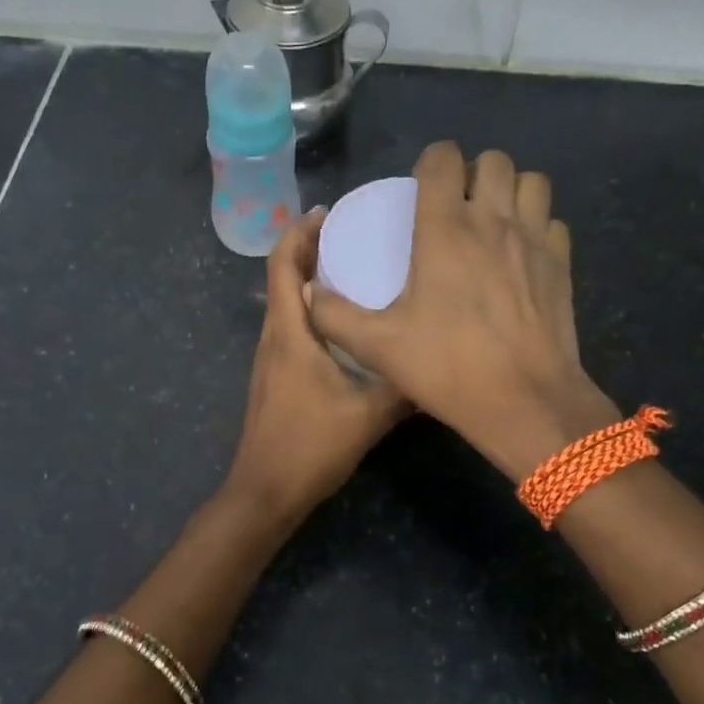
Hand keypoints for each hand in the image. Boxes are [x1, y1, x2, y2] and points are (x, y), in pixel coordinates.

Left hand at [225, 209, 409, 518]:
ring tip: (350, 268)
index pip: (283, 266)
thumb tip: (438, 361)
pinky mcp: (274, 377)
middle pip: (281, 278)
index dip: (299, 233)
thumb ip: (403, 387)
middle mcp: (273, 338)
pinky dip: (310, 309)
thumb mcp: (368, 416)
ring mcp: (269, 359)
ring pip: (285, 304)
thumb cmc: (310, 447)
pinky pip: (290, 327)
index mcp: (289, 334)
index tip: (326, 212)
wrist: (265, 491)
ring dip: (308, 279)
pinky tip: (343, 323)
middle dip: (307, 249)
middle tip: (348, 233)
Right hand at [308, 142, 619, 480]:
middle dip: (472, 172)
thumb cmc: (447, 367)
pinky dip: (537, 227)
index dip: (430, 162)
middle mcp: (494, 221)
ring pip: (531, 182)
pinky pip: (552, 222)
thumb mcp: (377, 345)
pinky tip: (521, 256)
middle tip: (456, 205)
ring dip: (510, 190)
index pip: (443, 158)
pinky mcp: (562, 264)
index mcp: (446, 229)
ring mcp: (535, 240)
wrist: (524, 400)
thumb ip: (334, 316)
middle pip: (493, 160)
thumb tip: (309, 292)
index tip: (420, 188)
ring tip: (492, 220)